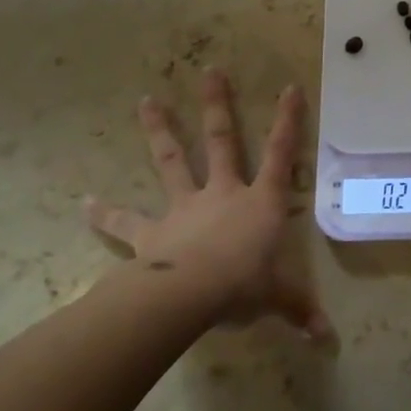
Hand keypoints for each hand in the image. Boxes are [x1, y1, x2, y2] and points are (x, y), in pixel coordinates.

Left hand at [86, 70, 330, 337]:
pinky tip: (83, 204)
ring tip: (146, 101)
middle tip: (209, 71)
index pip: (282, 153)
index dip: (289, 120)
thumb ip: (300, 311)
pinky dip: (105, 214)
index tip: (290, 86)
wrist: (191, 294)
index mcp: (260, 201)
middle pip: (222, 141)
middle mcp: (223, 193)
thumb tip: (327, 339)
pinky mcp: (151, 233)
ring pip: (172, 161)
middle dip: (217, 106)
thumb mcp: (280, 297)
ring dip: (160, 130)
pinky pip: (125, 223)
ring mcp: (184, 207)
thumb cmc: (245, 284)